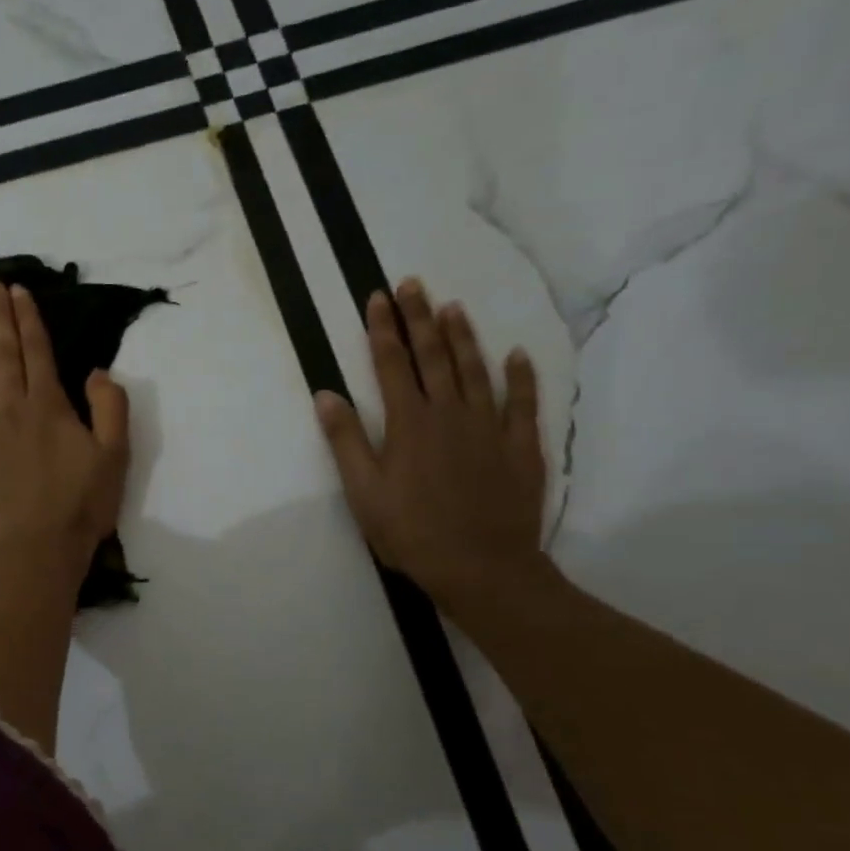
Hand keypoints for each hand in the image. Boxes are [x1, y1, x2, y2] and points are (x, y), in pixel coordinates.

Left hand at [0, 280, 130, 595]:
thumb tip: (95, 371)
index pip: (37, 352)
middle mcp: (10, 410)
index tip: (18, 291)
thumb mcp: (114, 458)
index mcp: (49, 407)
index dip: (28, 319)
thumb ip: (110, 408)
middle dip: (0, 319)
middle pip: (4, 356)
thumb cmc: (78, 510)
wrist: (32, 555)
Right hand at [314, 277, 547, 615]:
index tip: (378, 298)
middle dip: (420, 318)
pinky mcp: (520, 447)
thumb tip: (326, 395)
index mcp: (409, 424)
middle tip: (413, 284)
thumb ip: (346, 441)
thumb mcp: (363, 491)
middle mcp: (450, 414)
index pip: (392, 365)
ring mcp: (490, 427)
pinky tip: (516, 355)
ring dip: (463, 336)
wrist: (481, 566)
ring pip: (476, 370)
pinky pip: (523, 401)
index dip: (384, 330)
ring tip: (452, 307)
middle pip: (434, 356)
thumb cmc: (411, 532)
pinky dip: (520, 376)